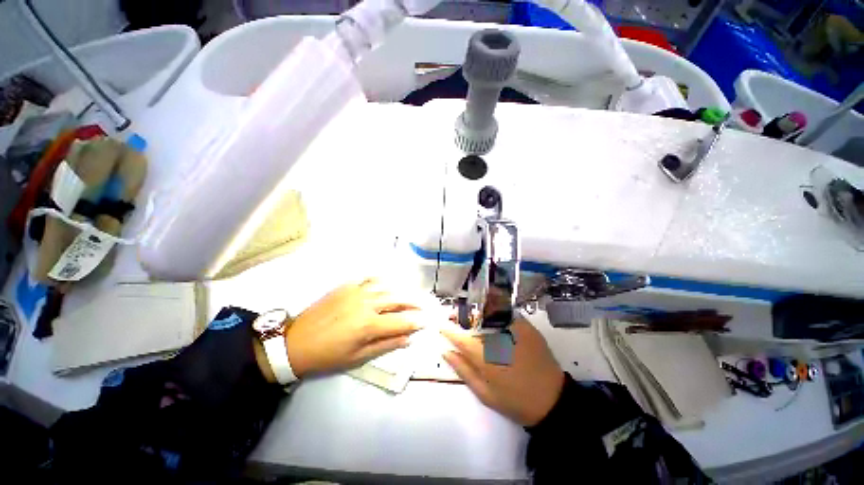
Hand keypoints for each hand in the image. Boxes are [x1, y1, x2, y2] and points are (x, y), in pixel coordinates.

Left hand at [285, 279, 426, 377]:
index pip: (401, 321)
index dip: (416, 321)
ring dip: (401, 290)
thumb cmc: (328, 355)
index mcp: (369, 325)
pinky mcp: (347, 286)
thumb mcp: (358, 357)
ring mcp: (357, 292)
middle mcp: (367, 304)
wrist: (295, 342)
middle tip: (423, 306)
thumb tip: (408, 339)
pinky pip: (370, 279)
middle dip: (414, 302)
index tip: (426, 321)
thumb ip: (386, 345)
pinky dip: (382, 281)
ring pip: (387, 287)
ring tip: (409, 294)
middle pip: (398, 299)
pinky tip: (388, 284)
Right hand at [442, 317, 564, 426]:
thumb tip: (446, 351)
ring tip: (471, 317)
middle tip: (455, 318)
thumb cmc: (515, 401)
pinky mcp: (527, 326)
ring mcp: (515, 329)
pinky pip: (505, 312)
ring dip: (476, 312)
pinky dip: (494, 312)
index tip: (442, 325)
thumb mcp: (485, 393)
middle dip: (461, 316)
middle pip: (474, 319)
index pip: (461, 338)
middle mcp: (499, 338)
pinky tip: (490, 318)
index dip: (449, 330)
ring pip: (489, 312)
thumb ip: (464, 370)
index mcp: (487, 358)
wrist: (552, 400)